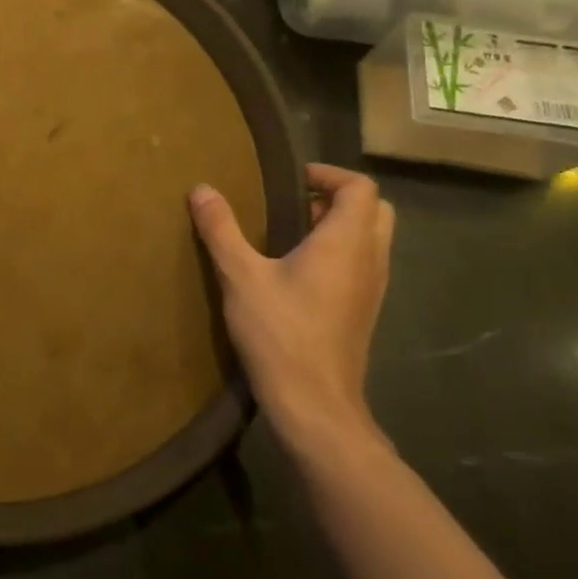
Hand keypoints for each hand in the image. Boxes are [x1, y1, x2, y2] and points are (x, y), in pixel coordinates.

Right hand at [189, 164, 394, 460]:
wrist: (315, 404)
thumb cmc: (280, 333)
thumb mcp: (240, 276)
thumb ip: (221, 229)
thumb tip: (202, 189)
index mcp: (346, 242)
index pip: (360, 188)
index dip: (328, 174)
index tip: (290, 180)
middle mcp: (370, 260)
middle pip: (374, 210)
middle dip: (337, 197)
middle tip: (293, 203)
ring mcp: (372, 289)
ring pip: (370, 239)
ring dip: (338, 226)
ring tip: (289, 233)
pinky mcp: (363, 312)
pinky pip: (361, 264)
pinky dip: (338, 252)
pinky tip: (296, 270)